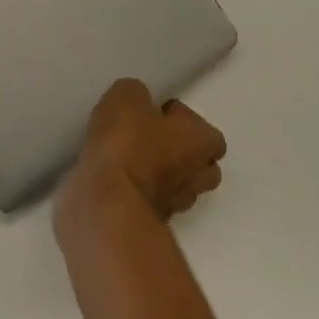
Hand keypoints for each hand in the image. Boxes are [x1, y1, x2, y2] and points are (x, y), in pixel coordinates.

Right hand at [60, 78, 226, 223]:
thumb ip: (138, 95)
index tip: (159, 113)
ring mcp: (174, 206)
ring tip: (130, 156)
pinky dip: (138, 189)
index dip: (185, 121)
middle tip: (151, 136)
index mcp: (199, 143)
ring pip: (178, 187)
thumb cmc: (127, 143)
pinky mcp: (148, 223)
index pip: (210, 134)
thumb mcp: (127, 97)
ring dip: (161, 173)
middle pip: (202, 167)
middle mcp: (195, 178)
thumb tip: (139, 104)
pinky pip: (150, 200)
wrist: (108, 204)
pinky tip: (116, 175)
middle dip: (181, 152)